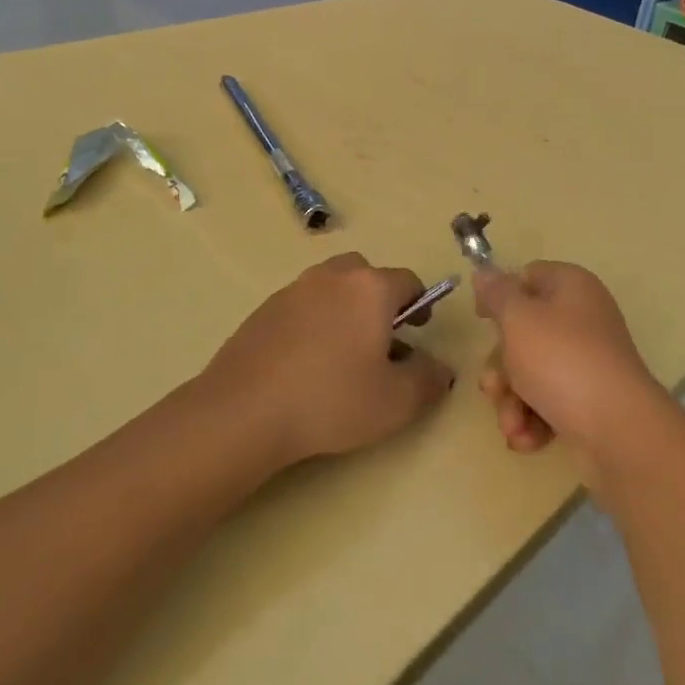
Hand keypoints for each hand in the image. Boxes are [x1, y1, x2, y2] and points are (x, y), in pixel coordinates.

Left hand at [202, 253, 453, 466]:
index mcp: (369, 288)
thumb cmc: (331, 400)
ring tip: (343, 355)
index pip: (408, 281)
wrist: (244, 410)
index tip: (417, 334)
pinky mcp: (264, 309)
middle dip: (379, 300)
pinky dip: (313, 322)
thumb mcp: (396, 402)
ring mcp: (293, 289)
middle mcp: (332, 276)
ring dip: (345, 309)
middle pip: (366, 274)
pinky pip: (302, 305)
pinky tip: (306, 363)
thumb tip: (440, 368)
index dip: (420, 305)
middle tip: (381, 340)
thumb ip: (428, 380)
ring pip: (331, 287)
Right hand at [474, 262, 662, 460]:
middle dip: (501, 367)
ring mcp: (587, 361)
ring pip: (531, 372)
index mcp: (570, 287)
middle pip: (524, 332)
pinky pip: (549, 401)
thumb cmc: (561, 360)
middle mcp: (582, 319)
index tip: (481, 319)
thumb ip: (497, 294)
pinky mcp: (589, 399)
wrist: (617, 428)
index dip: (501, 295)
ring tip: (512, 424)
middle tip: (493, 387)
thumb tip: (485, 273)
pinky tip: (526, 438)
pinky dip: (533, 419)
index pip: (528, 277)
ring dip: (512, 400)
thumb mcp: (518, 318)